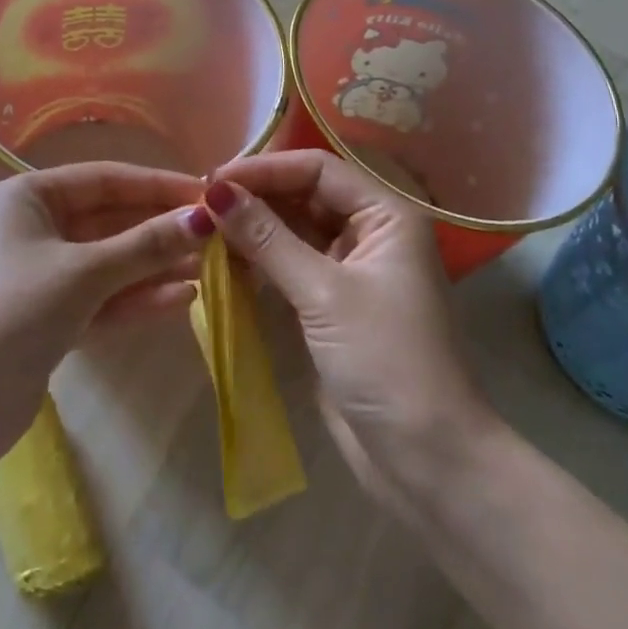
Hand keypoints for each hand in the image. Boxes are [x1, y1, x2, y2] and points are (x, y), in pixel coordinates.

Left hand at [0, 163, 208, 441]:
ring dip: (154, 265)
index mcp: (29, 197)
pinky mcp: (50, 318)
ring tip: (209, 266)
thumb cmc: (13, 312)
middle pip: (110, 221)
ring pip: (110, 262)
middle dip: (160, 229)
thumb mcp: (84, 272)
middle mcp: (35, 228)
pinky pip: (102, 298)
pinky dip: (137, 298)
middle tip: (217, 235)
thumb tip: (205, 216)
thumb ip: (146, 245)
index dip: (157, 186)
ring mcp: (42, 275)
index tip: (207, 194)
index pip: (105, 180)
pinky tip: (182, 298)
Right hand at [205, 152, 499, 512]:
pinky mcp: (332, 304)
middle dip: (256, 196)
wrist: (427, 460)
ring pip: (294, 230)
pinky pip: (290, 265)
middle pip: (305, 195)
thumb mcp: (323, 293)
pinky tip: (223, 258)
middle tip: (201, 203)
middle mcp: (371, 232)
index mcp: (386, 215)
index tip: (213, 180)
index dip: (265, 169)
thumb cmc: (385, 361)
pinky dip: (259, 259)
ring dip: (253, 227)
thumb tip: (214, 192)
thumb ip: (267, 238)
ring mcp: (351, 269)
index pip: (317, 170)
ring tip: (204, 227)